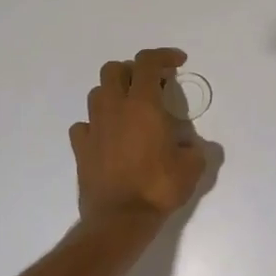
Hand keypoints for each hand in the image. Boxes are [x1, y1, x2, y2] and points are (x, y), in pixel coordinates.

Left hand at [70, 49, 205, 222]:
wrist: (119, 219)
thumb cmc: (158, 188)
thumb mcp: (192, 167)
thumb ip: (195, 148)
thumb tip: (190, 146)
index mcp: (143, 105)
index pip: (148, 63)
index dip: (163, 56)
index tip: (178, 62)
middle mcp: (115, 108)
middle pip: (114, 70)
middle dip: (133, 71)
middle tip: (151, 86)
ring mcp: (94, 127)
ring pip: (97, 93)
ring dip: (114, 94)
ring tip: (130, 111)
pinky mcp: (80, 148)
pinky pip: (84, 125)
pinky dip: (97, 124)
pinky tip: (109, 136)